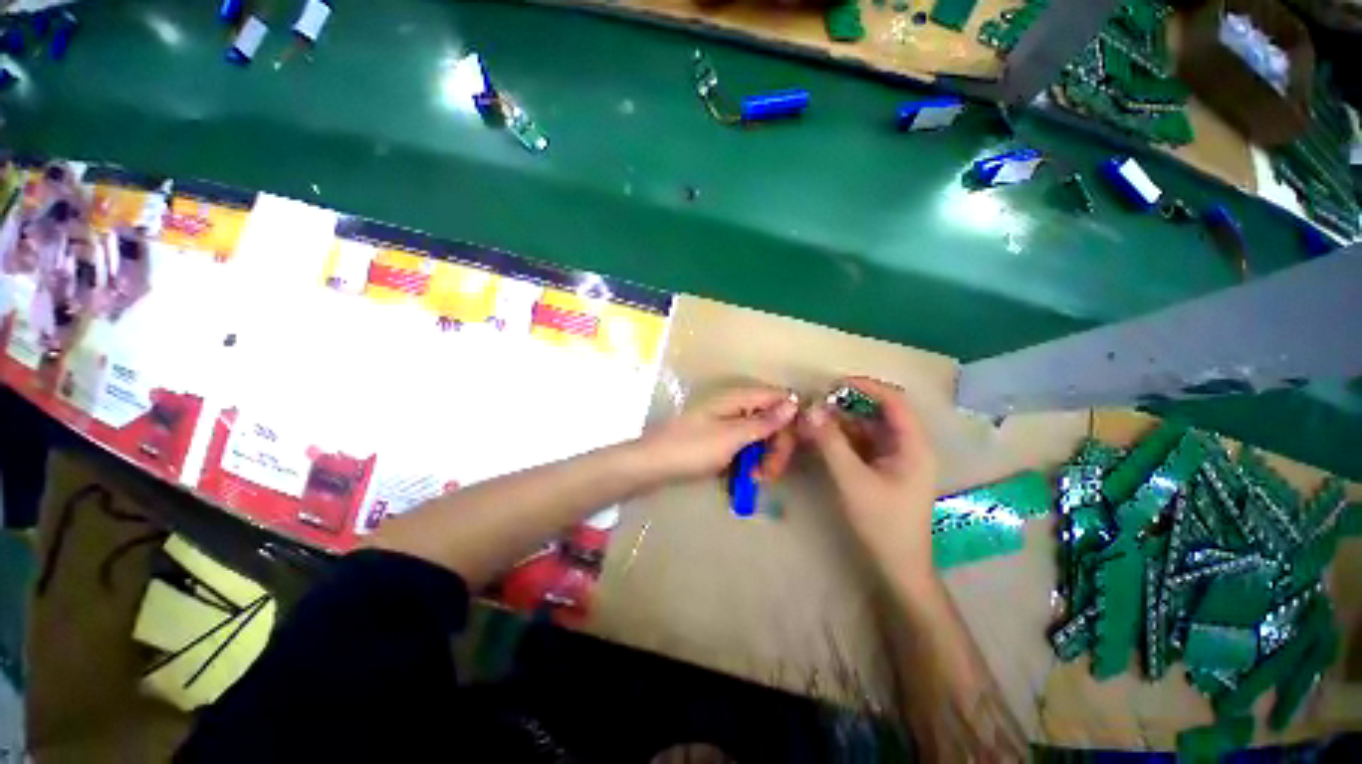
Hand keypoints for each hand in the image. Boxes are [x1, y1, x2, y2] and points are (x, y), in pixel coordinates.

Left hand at [639, 385, 798, 482]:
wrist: (652, 465)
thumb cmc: (691, 449)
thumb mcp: (731, 437)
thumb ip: (764, 422)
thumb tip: (794, 403)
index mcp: (737, 398)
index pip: (777, 398)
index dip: (791, 419)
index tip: (799, 444)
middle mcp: (733, 407)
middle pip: (769, 418)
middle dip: (776, 444)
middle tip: (772, 472)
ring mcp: (724, 424)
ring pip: (758, 435)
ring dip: (763, 456)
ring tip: (757, 478)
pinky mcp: (717, 439)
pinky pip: (743, 445)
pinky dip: (748, 460)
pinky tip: (746, 476)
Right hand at [799, 376, 938, 580]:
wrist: (898, 565)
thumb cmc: (882, 523)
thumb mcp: (852, 480)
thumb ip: (831, 443)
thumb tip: (811, 410)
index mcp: (914, 445)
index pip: (894, 401)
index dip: (866, 387)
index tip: (833, 385)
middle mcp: (909, 445)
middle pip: (880, 412)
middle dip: (848, 405)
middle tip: (817, 406)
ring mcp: (897, 457)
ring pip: (868, 427)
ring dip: (842, 421)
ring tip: (814, 421)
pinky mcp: (884, 467)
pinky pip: (863, 442)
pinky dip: (843, 437)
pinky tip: (823, 438)